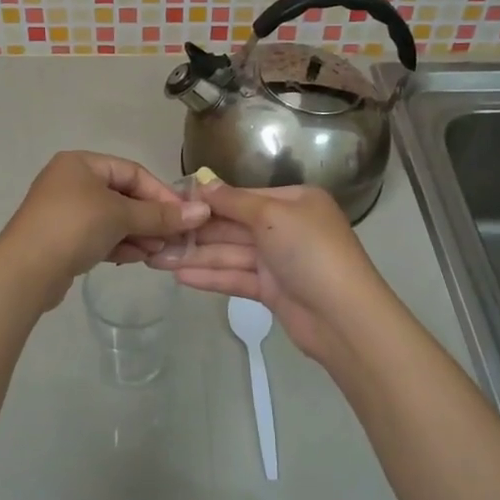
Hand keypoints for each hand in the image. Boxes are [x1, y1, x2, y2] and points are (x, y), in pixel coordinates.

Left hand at [0, 152, 209, 308]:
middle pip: (123, 195)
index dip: (161, 193)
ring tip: (158, 252)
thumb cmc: (74, 227)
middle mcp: (71, 181)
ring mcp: (65, 211)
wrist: (25, 271)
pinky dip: (120, 244)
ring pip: (113, 218)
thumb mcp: (121, 216)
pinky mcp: (62, 238)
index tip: (185, 216)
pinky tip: (137, 258)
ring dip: (138, 233)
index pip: (133, 172)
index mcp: (81, 163)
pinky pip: (100, 235)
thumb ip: (161, 215)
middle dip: (150, 217)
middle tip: (174, 238)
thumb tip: (202, 211)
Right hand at [150, 181, 391, 370]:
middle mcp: (286, 227)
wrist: (343, 317)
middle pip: (234, 226)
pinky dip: (210, 276)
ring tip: (156, 258)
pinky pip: (236, 277)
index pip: (243, 196)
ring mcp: (279, 261)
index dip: (208, 201)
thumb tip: (203, 183)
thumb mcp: (271, 215)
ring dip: (196, 255)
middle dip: (197, 232)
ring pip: (231, 253)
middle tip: (156, 234)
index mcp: (294, 201)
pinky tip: (179, 275)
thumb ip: (233, 202)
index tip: (172, 202)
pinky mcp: (272, 291)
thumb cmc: (309, 251)